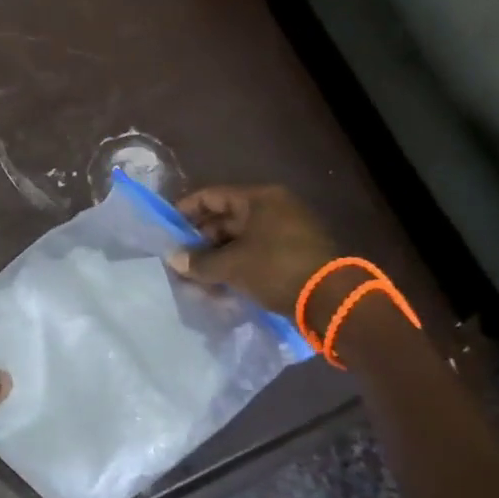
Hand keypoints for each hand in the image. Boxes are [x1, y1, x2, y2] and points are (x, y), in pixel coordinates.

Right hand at [167, 184, 335, 317]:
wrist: (331, 301)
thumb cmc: (276, 268)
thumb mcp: (232, 265)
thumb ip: (199, 262)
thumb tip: (174, 259)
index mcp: (259, 199)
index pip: (212, 196)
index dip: (186, 210)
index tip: (167, 228)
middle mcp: (274, 208)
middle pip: (226, 219)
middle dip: (201, 241)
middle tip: (180, 260)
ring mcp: (287, 232)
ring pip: (240, 240)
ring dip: (217, 258)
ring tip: (197, 278)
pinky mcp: (294, 255)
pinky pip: (256, 255)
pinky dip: (237, 266)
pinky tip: (221, 286)